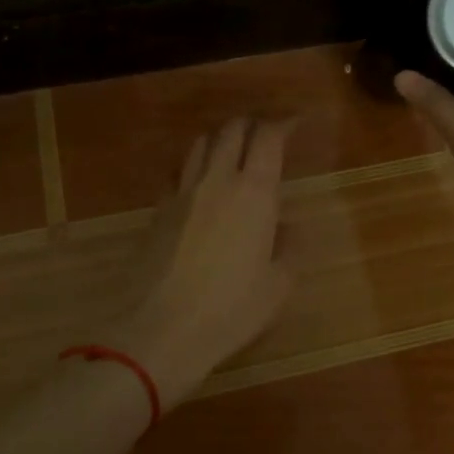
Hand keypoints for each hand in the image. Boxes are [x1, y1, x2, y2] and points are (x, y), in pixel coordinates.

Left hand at [113, 117, 295, 407]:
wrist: (159, 329)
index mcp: (254, 192)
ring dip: (220, 140)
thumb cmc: (230, 310)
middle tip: (265, 138)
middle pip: (232, 130)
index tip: (296, 124)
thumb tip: (288, 227)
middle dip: (251, 125)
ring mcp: (182, 192)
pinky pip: (178, 174)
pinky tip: (199, 188)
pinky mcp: (157, 210)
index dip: (284, 124)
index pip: (268, 137)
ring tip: (231, 155)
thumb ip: (289, 249)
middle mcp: (217, 180)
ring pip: (201, 144)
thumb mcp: (277, 286)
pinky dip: (193, 168)